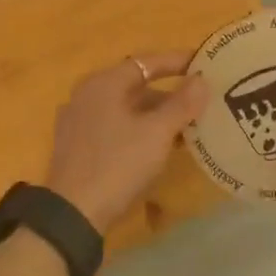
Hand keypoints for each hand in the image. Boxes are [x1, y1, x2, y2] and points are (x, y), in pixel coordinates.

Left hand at [43, 51, 207, 234]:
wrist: (73, 214)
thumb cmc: (118, 164)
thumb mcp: (157, 133)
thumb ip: (182, 103)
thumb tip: (201, 79)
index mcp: (104, 83)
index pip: (146, 62)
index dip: (176, 61)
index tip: (203, 63)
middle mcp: (87, 95)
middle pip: (135, 86)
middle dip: (168, 94)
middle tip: (198, 102)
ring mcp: (78, 121)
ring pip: (125, 109)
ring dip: (155, 116)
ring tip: (185, 129)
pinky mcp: (76, 146)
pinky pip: (114, 127)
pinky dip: (138, 130)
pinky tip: (157, 148)